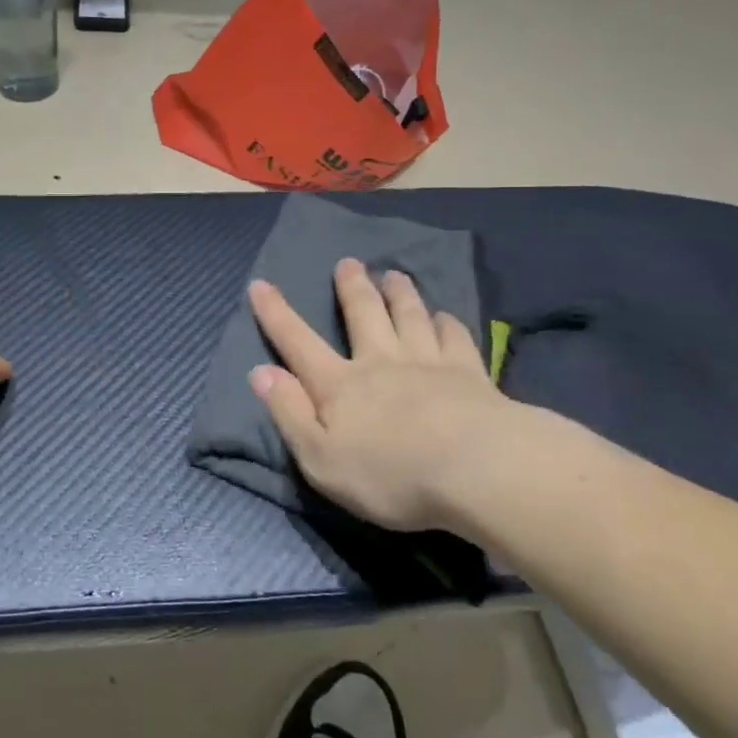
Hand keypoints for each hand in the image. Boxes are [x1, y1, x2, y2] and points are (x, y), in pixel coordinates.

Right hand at [248, 261, 544, 534]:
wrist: (477, 470)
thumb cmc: (390, 475)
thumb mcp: (320, 459)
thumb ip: (289, 413)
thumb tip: (260, 372)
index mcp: (340, 386)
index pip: (298, 343)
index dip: (276, 314)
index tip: (260, 284)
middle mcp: (381, 362)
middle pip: (363, 314)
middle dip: (352, 287)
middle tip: (349, 262)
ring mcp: (428, 363)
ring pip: (410, 316)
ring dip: (399, 293)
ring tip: (394, 274)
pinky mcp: (470, 373)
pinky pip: (455, 337)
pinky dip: (448, 323)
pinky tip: (446, 316)